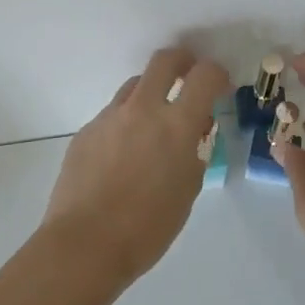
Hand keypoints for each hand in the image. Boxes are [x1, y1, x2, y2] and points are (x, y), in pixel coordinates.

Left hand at [42, 47, 229, 288]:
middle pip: (164, 60)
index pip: (205, 75)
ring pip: (134, 85)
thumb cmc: (148, 227)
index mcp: (175, 124)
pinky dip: (125, 123)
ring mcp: (109, 117)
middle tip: (187, 79)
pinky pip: (112, 115)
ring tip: (153, 124)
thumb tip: (194, 129)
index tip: (219, 86)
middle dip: (182, 62)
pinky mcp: (86, 131)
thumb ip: (194, 151)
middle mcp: (142, 109)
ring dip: (150, 93)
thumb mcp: (187, 189)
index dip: (217, 74)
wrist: (85, 244)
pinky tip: (122, 155)